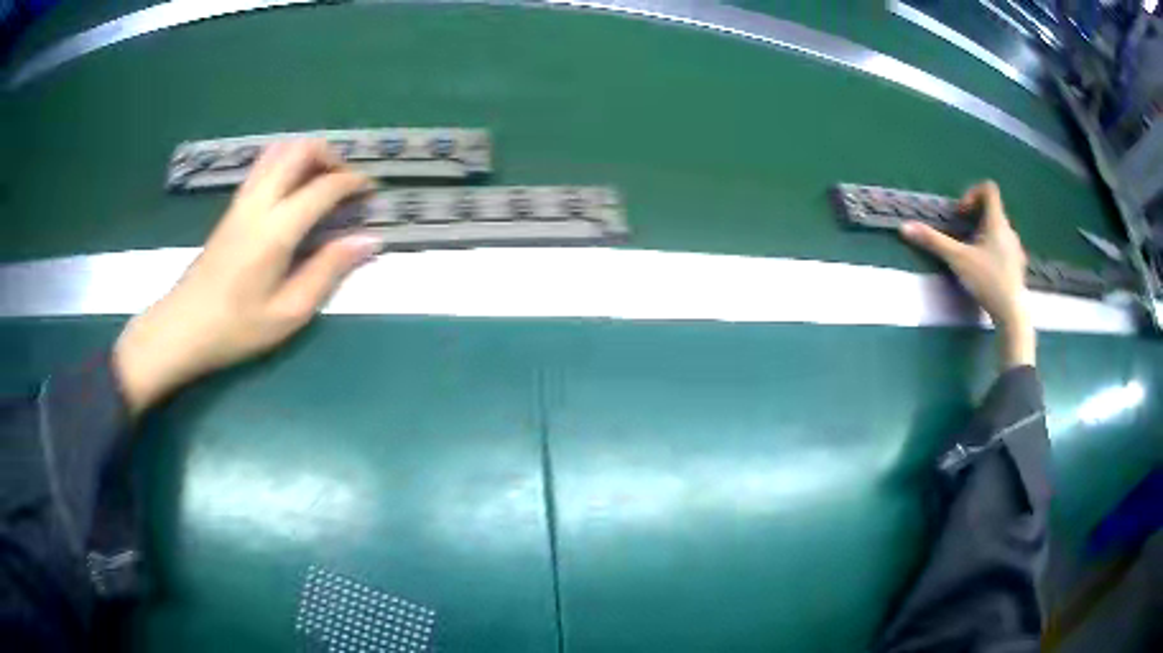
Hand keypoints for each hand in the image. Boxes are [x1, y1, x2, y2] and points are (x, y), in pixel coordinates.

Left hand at [114, 141, 381, 415]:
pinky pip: (264, 165)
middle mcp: (259, 202)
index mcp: (276, 229)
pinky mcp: (232, 207)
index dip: (353, 183)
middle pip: (299, 149)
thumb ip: (328, 270)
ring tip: (321, 183)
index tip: (371, 193)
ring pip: (279, 150)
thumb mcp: (289, 312)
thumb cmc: (236, 328)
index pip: (323, 186)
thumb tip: (369, 240)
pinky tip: (293, 192)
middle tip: (345, 184)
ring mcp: (241, 200)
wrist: (182, 328)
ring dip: (307, 155)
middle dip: (331, 157)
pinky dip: (287, 163)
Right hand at [900, 181, 1035, 368]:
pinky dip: (993, 250)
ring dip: (983, 234)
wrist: (1012, 314)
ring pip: (998, 229)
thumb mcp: (957, 260)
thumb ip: (933, 242)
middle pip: (992, 209)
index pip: (989, 189)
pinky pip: (1004, 247)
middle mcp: (1009, 230)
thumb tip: (904, 227)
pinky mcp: (1017, 266)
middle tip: (961, 236)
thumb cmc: (987, 281)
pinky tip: (985, 270)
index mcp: (997, 222)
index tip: (961, 214)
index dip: (972, 193)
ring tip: (971, 254)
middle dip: (975, 217)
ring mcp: (1016, 249)